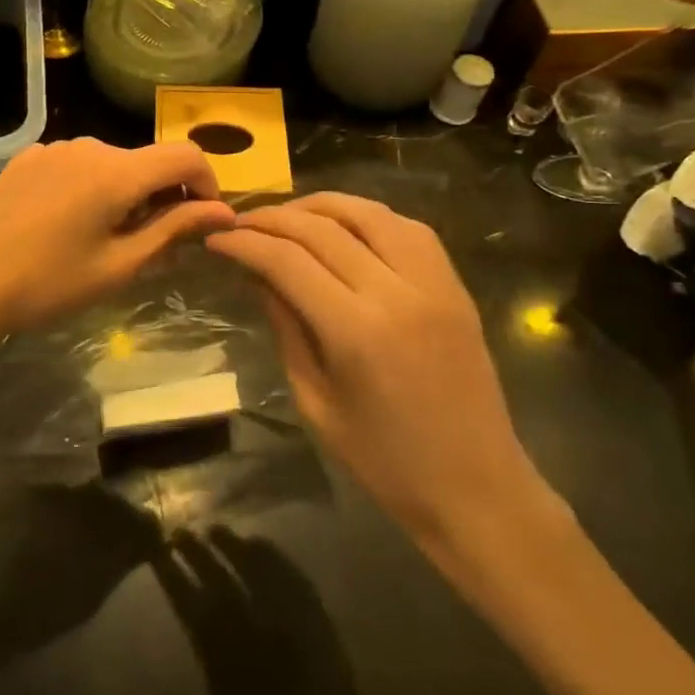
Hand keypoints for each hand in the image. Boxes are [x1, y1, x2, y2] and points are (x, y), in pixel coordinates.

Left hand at [0, 139, 235, 337]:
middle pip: (146, 160)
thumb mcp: (120, 265)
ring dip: (124, 191)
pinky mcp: (28, 157)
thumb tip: (223, 212)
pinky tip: (66, 223)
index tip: (201, 221)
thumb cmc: (49, 283)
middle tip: (149, 244)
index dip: (207, 184)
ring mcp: (53, 147)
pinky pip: (76, 164)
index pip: (186, 155)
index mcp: (117, 171)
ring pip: (111, 162)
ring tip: (103, 237)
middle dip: (162, 194)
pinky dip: (89, 186)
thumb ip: (174, 229)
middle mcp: (89, 146)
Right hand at [205, 193, 557, 563]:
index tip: (216, 239)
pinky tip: (343, 225)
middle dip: (272, 219)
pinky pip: (407, 227)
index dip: (245, 243)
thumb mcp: (315, 401)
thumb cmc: (385, 461)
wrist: (478, 488)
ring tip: (286, 215)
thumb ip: (287, 327)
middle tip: (240, 223)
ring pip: (368, 213)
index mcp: (356, 331)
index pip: (287, 261)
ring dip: (319, 205)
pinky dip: (366, 216)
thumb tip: (259, 275)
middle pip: (322, 228)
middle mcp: (397, 292)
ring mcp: (433, 283)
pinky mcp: (455, 284)